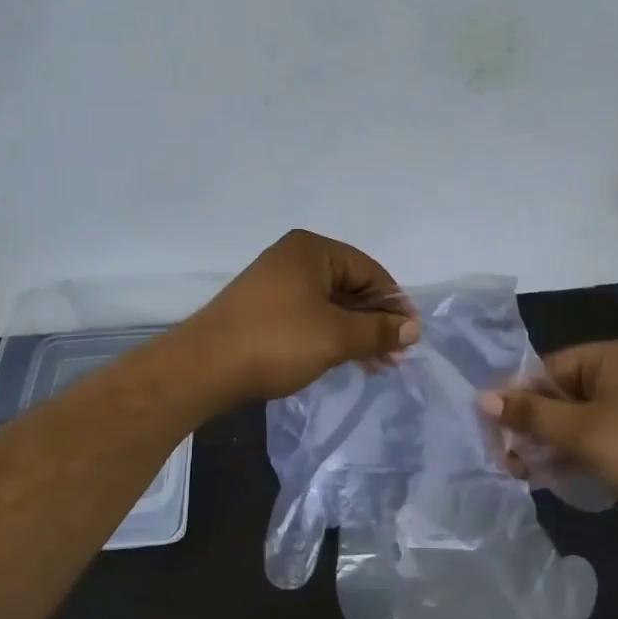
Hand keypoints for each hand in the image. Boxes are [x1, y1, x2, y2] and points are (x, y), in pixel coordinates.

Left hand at [185, 230, 419, 402]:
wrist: (203, 367)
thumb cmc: (276, 341)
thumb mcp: (335, 336)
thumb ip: (378, 330)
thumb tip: (413, 327)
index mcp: (312, 250)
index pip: (369, 270)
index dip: (394, 303)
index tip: (410, 337)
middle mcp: (293, 258)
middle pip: (350, 286)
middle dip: (375, 321)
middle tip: (394, 356)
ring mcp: (275, 283)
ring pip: (330, 304)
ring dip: (355, 332)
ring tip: (374, 365)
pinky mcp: (263, 309)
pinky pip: (309, 316)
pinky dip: (330, 335)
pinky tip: (343, 359)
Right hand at [479, 339, 617, 548]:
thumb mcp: (580, 432)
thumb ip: (530, 414)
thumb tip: (482, 397)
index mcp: (608, 357)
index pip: (546, 370)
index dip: (518, 401)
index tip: (495, 436)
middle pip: (558, 395)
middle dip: (532, 428)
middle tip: (509, 463)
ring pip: (573, 420)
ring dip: (548, 445)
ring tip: (527, 475)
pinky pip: (593, 437)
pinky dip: (573, 454)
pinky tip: (555, 478)